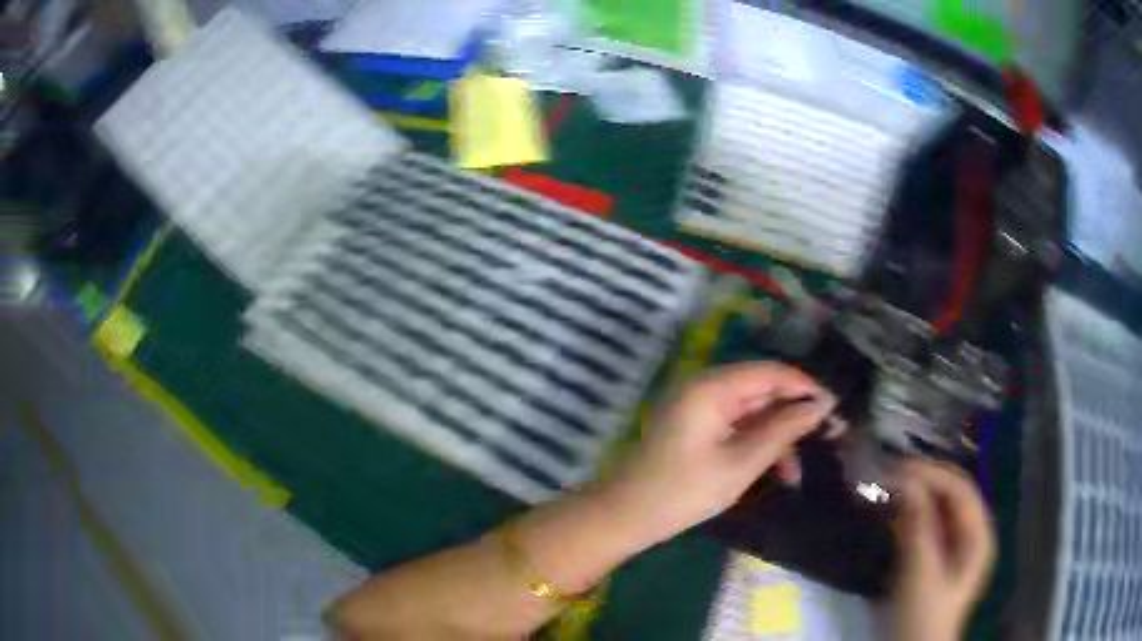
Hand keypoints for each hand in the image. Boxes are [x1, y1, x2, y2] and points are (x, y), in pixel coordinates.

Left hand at [598, 362, 836, 547]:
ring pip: (752, 411)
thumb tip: (822, 405)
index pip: (770, 372)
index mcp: (712, 387)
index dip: (805, 387)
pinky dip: (756, 444)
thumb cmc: (684, 491)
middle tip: (826, 437)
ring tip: (795, 473)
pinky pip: (736, 425)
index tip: (834, 409)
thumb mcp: (742, 464)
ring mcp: (699, 406)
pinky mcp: (696, 425)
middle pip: (762, 389)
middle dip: (794, 415)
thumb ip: (783, 430)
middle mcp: (705, 386)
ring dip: (776, 437)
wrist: (627, 516)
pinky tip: (774, 471)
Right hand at [891, 460, 995, 640]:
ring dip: (915, 499)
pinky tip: (892, 516)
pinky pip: (927, 528)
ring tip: (888, 490)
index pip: (961, 490)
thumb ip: (918, 527)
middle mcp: (971, 535)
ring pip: (938, 510)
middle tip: (890, 475)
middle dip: (924, 483)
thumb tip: (907, 482)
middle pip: (951, 497)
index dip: (933, 474)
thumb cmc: (924, 616)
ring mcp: (954, 548)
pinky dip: (910, 518)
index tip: (900, 468)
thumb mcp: (921, 574)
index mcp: (978, 536)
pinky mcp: (937, 560)